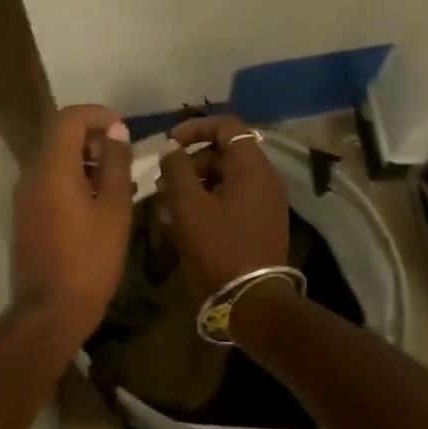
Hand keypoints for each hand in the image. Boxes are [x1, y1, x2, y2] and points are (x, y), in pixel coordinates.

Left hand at [12, 104, 134, 342]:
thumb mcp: (114, 208)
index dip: (97, 115)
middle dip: (94, 138)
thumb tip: (115, 131)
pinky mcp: (26, 215)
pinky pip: (50, 183)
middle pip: (60, 137)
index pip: (69, 118)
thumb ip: (115, 164)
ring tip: (121, 182)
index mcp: (52, 167)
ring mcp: (25, 196)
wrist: (49, 312)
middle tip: (125, 158)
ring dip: (87, 161)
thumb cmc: (89, 258)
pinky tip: (102, 204)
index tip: (123, 129)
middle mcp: (32, 174)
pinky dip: (75, 181)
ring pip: (56, 161)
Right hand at [156, 113, 289, 296]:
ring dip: (194, 184)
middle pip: (224, 152)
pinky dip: (207, 201)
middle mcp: (264, 178)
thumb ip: (176, 169)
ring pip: (225, 178)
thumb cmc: (219, 247)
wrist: (254, 302)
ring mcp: (265, 202)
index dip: (194, 128)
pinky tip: (180, 220)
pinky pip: (231, 198)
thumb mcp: (189, 206)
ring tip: (165, 205)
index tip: (168, 144)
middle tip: (162, 182)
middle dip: (189, 162)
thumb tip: (170, 147)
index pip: (226, 126)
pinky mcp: (260, 222)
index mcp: (251, 167)